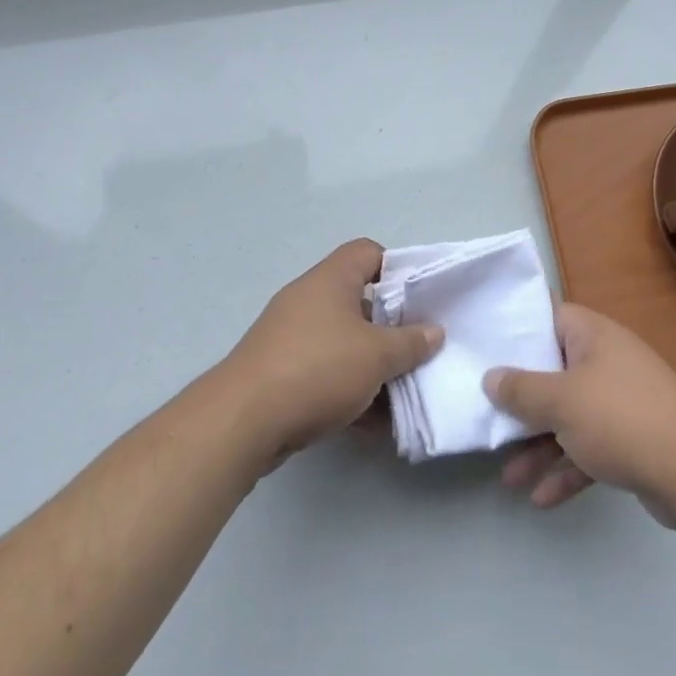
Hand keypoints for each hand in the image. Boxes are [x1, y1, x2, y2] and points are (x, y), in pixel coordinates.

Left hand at [222, 239, 442, 466]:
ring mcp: (290, 336)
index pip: (369, 252)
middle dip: (390, 326)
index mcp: (331, 279)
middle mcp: (309, 298)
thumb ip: (411, 342)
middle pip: (359, 300)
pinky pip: (324, 371)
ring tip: (400, 390)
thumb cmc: (318, 369)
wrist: (241, 422)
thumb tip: (434, 332)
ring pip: (343, 341)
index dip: (397, 269)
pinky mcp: (278, 372)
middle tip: (416, 347)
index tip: (418, 299)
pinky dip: (347, 388)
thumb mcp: (377, 356)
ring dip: (371, 363)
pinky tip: (371, 421)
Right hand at [484, 304, 675, 518]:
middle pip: (555, 372)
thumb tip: (491, 376)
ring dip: (540, 445)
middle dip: (523, 402)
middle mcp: (608, 361)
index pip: (550, 318)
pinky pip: (590, 448)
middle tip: (490, 418)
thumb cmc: (621, 419)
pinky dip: (567, 469)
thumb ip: (521, 389)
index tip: (487, 347)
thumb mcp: (561, 401)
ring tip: (509, 477)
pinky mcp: (633, 440)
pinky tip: (541, 498)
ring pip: (570, 417)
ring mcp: (622, 402)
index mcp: (593, 336)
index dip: (519, 330)